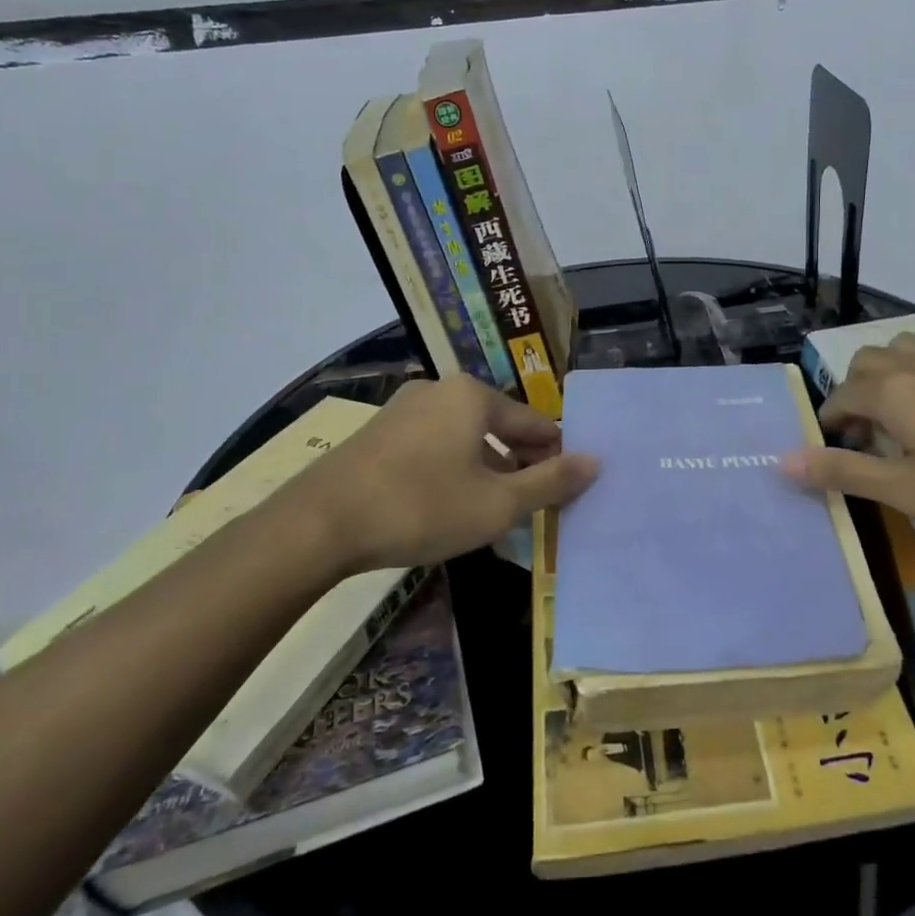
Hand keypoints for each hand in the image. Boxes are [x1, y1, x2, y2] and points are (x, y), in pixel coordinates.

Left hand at [270, 374, 597, 573]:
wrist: (319, 525)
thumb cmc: (421, 507)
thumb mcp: (497, 504)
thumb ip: (550, 482)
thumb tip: (595, 462)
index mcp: (474, 395)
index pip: (534, 423)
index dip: (556, 455)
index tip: (566, 487)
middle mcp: (440, 390)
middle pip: (498, 425)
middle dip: (520, 462)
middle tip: (534, 501)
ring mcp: (404, 409)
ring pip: (464, 436)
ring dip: (487, 467)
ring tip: (496, 507)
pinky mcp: (378, 433)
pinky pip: (433, 445)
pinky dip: (453, 468)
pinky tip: (450, 502)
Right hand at [781, 330, 914, 534]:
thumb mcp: (909, 490)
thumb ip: (845, 473)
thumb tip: (783, 461)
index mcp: (892, 393)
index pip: (840, 397)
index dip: (830, 423)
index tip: (834, 451)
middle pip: (868, 362)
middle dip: (855, 392)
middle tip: (868, 436)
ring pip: (911, 346)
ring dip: (895, 369)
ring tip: (904, 407)